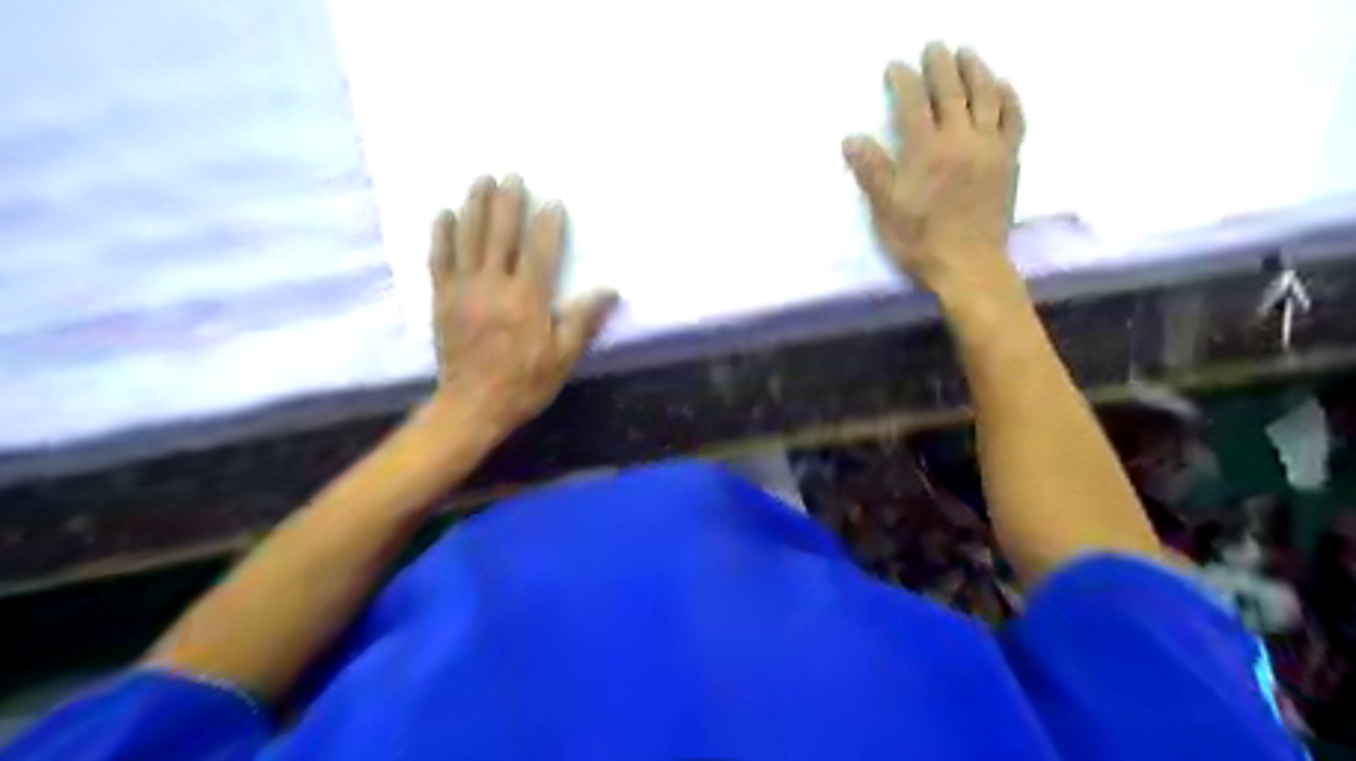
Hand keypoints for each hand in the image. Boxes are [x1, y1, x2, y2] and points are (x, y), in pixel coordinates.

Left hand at [429, 172, 614, 434]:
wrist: (472, 406)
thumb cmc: (524, 382)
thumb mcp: (563, 357)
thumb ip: (583, 320)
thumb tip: (610, 290)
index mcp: (527, 299)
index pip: (539, 250)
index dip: (547, 224)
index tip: (552, 201)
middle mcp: (493, 285)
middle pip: (500, 234)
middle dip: (507, 202)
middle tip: (511, 174)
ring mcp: (463, 289)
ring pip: (468, 238)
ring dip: (475, 205)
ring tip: (480, 180)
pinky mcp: (441, 298)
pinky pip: (439, 258)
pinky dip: (441, 234)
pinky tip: (444, 213)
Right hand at [843, 42, 1022, 300]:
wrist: (968, 265)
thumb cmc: (920, 241)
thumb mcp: (885, 210)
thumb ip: (871, 171)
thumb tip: (852, 138)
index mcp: (925, 150)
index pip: (913, 103)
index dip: (903, 81)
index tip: (895, 67)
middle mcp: (960, 138)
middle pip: (951, 90)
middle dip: (940, 65)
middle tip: (933, 46)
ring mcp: (990, 146)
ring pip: (986, 96)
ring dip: (976, 70)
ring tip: (967, 54)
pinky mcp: (1009, 159)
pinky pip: (1014, 118)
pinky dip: (1008, 97)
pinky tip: (1002, 86)